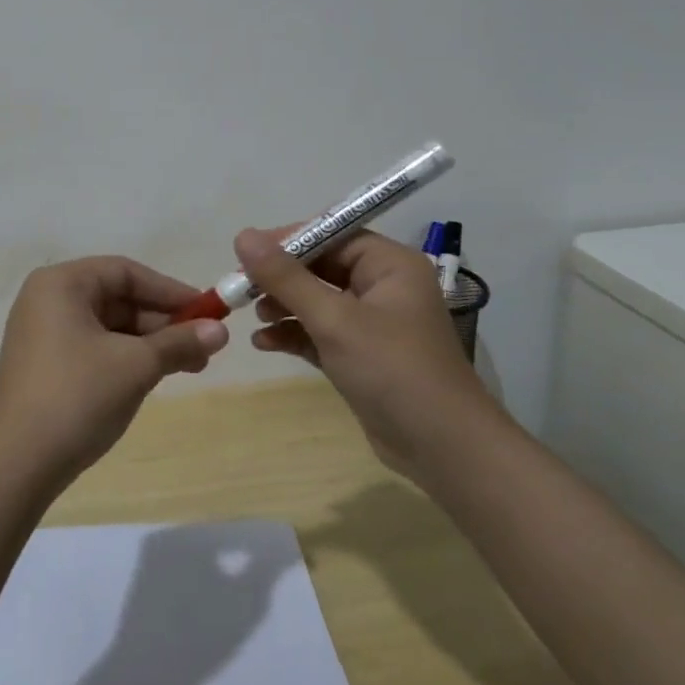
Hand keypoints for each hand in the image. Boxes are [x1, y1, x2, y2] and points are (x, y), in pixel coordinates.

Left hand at [0, 257, 229, 495]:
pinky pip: (93, 347)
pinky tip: (153, 377)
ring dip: (148, 343)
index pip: (125, 272)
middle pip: (116, 298)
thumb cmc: (77, 398)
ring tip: (189, 366)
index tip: (208, 312)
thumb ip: (179, 342)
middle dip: (163, 322)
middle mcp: (46, 299)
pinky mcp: (43, 364)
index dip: (170, 291)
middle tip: (204, 346)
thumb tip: (221, 331)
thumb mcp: (136, 366)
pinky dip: (125, 358)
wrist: (16, 465)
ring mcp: (41, 333)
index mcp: (60, 284)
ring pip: (108, 326)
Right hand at [234, 227, 499, 485]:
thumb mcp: (334, 319)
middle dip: (281, 279)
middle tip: (242, 288)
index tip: (247, 253)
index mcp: (389, 265)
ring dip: (284, 306)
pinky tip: (264, 342)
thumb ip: (286, 277)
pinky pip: (320, 332)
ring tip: (255, 316)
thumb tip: (243, 235)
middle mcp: (383, 286)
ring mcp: (373, 323)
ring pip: (317, 300)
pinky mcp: (361, 355)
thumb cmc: (393, 370)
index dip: (289, 241)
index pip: (332, 235)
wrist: (442, 449)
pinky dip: (294, 334)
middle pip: (321, 267)